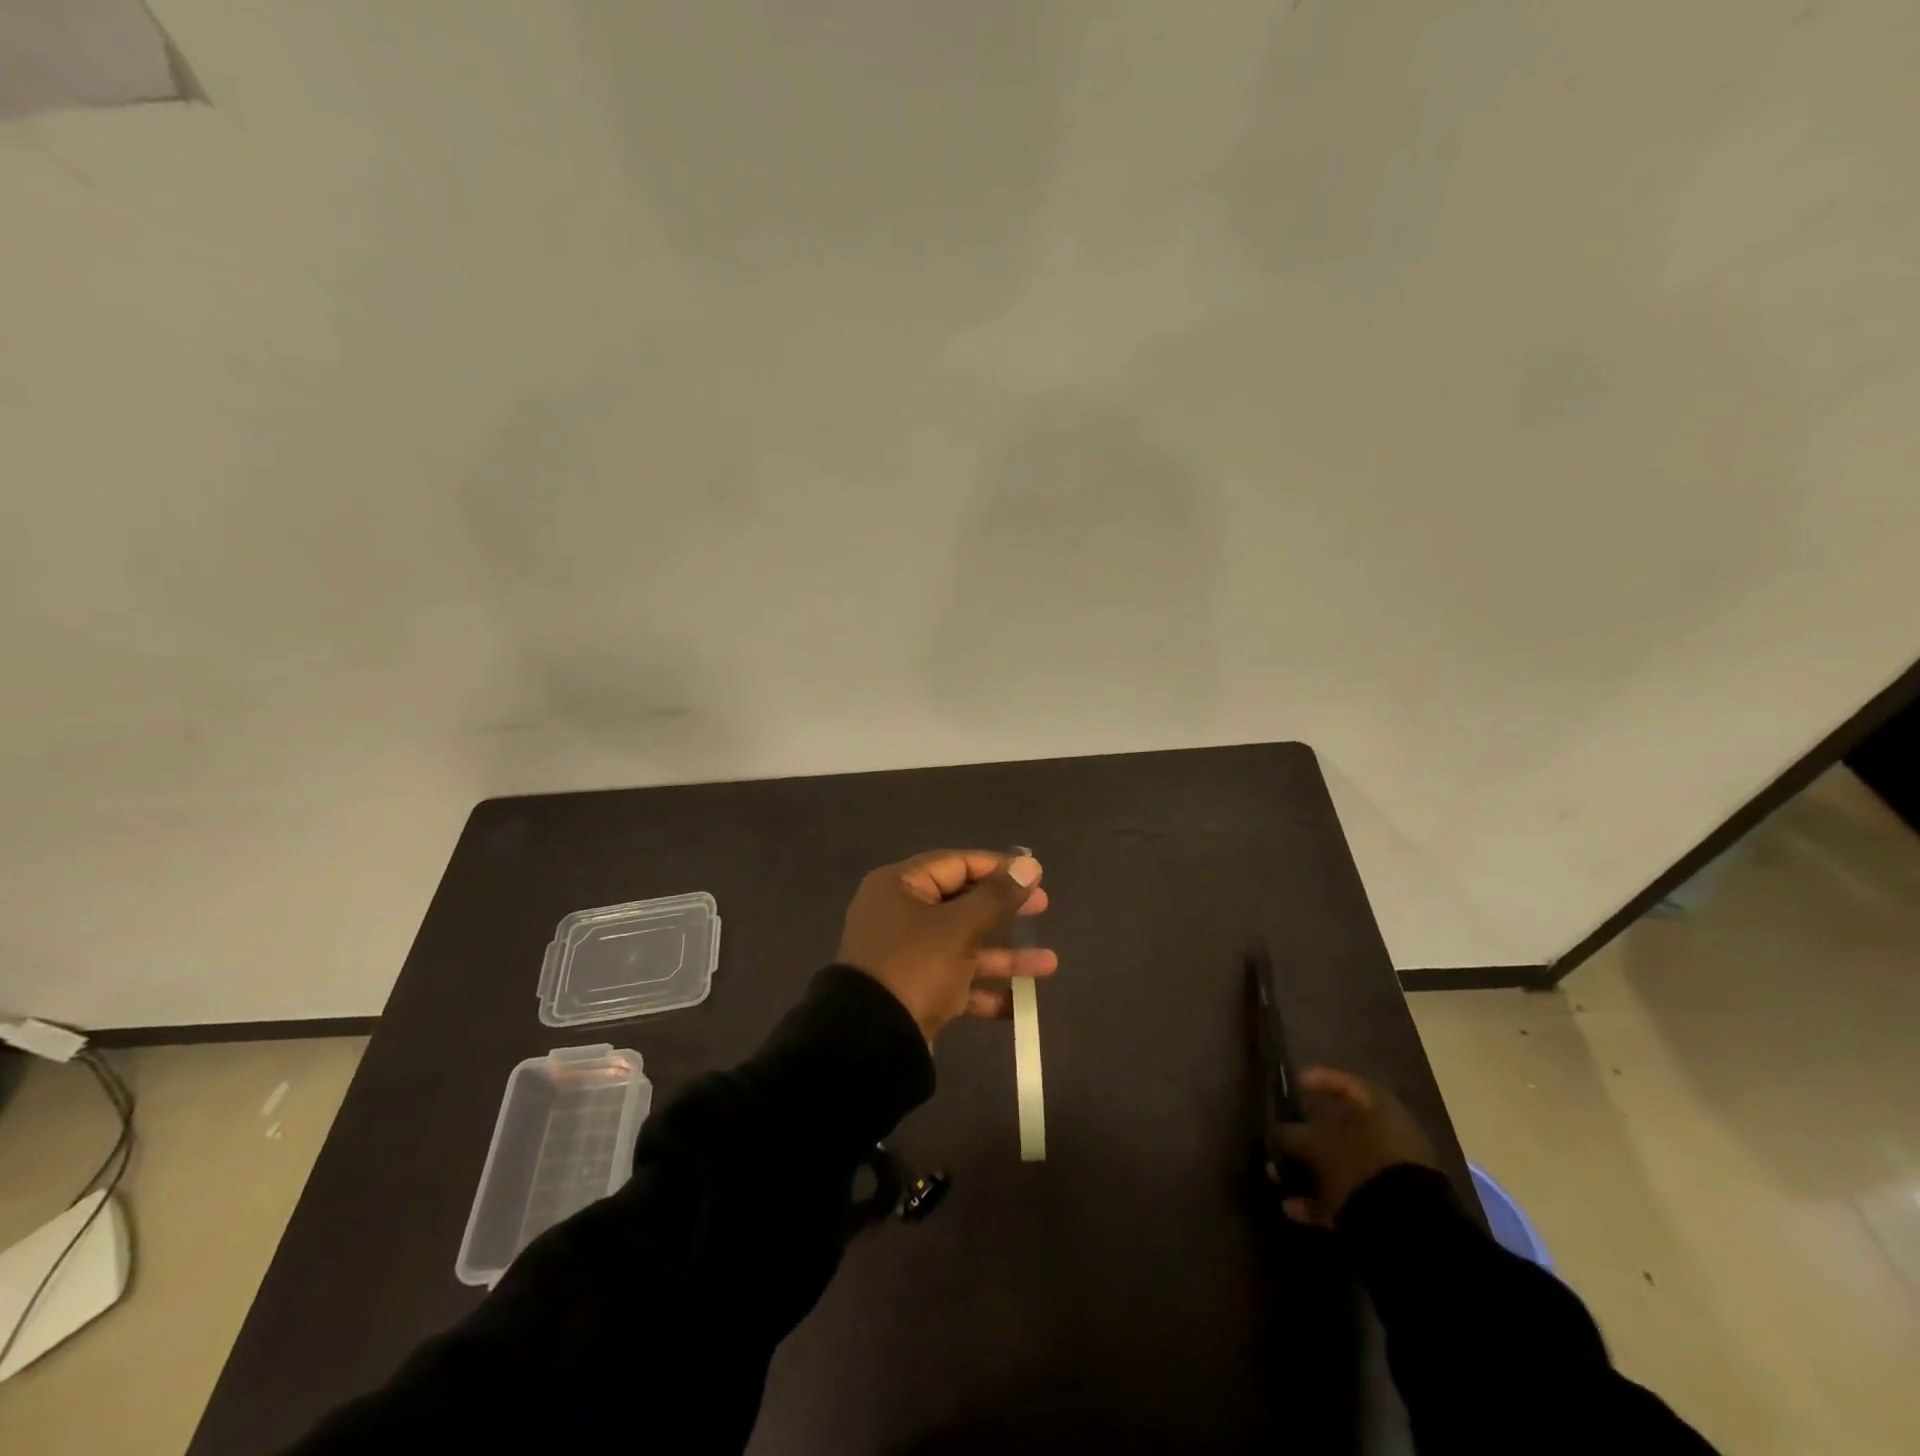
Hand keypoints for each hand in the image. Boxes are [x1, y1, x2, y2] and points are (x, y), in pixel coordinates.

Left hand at [837, 849, 1055, 1040]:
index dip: (996, 867)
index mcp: (899, 886)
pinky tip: (1019, 1004)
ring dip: (1004, 956)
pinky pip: (956, 982)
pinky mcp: (914, 991)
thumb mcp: (959, 928)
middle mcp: (900, 915)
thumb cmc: (915, 967)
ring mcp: (906, 955)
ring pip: (964, 946)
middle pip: (961, 904)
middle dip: (1005, 911)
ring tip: (1049, 964)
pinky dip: (984, 990)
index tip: (1034, 875)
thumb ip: (996, 897)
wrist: (870, 1043)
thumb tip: (1030, 865)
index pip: (955, 864)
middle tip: (1044, 908)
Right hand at [1270, 1068, 1440, 1224]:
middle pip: (1340, 1127)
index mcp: (1379, 1108)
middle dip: (1305, 1135)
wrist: (1408, 1227)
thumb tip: (1274, 1131)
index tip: (1295, 1085)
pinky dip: (1322, 1200)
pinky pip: (1349, 1194)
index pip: (1345, 1083)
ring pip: (1341, 1163)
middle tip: (1279, 1138)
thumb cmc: (1361, 1164)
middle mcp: (1388, 1135)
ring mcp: (1390, 1172)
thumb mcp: (1318, 1144)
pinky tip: (1293, 1209)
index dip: (1317, 1081)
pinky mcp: (1389, 1206)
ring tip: (1276, 1177)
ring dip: (1308, 1170)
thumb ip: (1292, 1134)